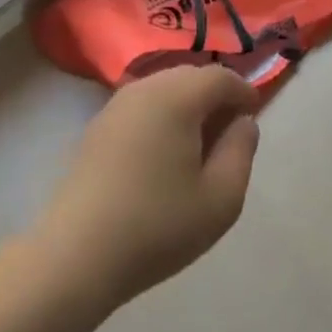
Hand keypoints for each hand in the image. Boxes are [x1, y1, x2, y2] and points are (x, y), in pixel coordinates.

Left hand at [34, 65, 263, 312]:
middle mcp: (144, 88)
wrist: (76, 255)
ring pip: (163, 88)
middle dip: (214, 95)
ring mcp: (115, 106)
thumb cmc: (158, 226)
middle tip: (229, 131)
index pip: (220, 76)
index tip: (254, 115)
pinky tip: (162, 154)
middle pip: (190, 76)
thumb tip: (243, 122)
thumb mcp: (221, 198)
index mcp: (177, 97)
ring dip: (186, 105)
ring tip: (198, 144)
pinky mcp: (96, 127)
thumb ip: (241, 151)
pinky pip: (141, 106)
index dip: (243, 91)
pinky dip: (161, 116)